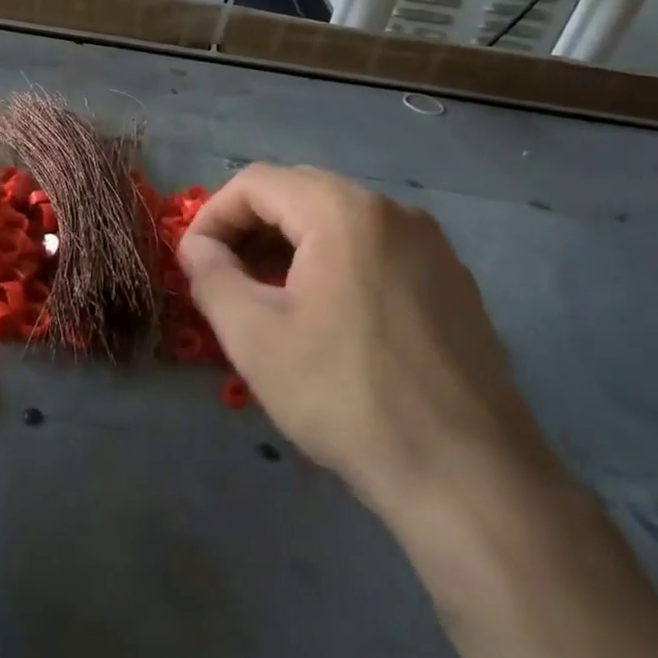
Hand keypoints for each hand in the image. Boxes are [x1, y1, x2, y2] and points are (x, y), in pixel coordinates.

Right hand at [178, 166, 554, 519]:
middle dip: (249, 230)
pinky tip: (325, 318)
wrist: (465, 475)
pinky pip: (376, 251)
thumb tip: (197, 248)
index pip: (257, 183)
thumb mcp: (254, 336)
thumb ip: (210, 276)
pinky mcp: (453, 283)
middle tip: (224, 279)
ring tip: (267, 299)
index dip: (212, 216)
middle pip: (300, 195)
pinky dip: (334, 265)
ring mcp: (433, 247)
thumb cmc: (344, 395)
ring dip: (290, 248)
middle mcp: (395, 212)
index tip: (192, 262)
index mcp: (345, 212)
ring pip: (340, 223)